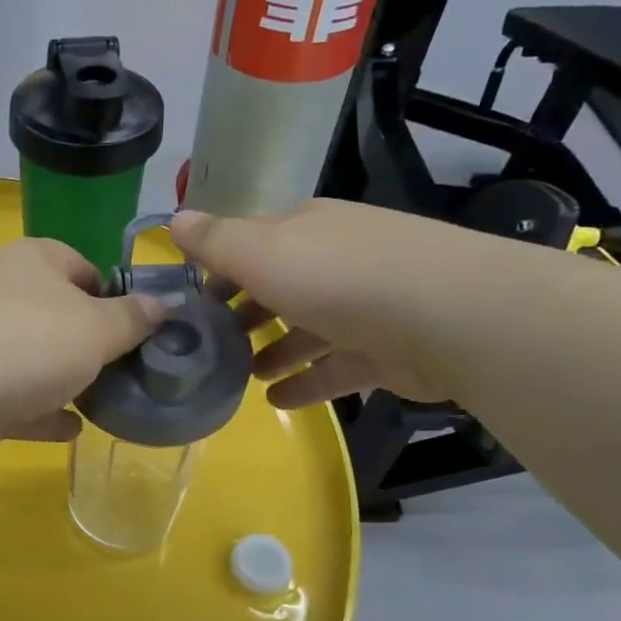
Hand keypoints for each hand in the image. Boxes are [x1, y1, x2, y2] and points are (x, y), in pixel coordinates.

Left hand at [0, 239, 165, 471]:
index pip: (80, 266)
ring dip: (66, 380)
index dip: (112, 294)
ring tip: (109, 400)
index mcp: (32, 262)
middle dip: (90, 342)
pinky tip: (74, 430)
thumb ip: (133, 318)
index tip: (139, 328)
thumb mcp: (97, 327)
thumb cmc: (29, 341)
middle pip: (56, 314)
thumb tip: (165, 303)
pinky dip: (43, 414)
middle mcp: (1, 295)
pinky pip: (15, 401)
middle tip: (129, 370)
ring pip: (33, 360)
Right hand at [171, 201, 473, 407]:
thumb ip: (215, 241)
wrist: (446, 316)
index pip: (253, 243)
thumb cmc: (337, 277)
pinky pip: (335, 367)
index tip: (191, 301)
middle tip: (211, 343)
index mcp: (306, 230)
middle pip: (281, 286)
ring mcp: (366, 306)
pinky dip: (305, 382)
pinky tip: (276, 401)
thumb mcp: (261, 252)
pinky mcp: (387, 351)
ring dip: (274, 350)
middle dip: (246, 312)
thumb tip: (174, 220)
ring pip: (308, 328)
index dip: (219, 269)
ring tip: (241, 376)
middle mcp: (336, 260)